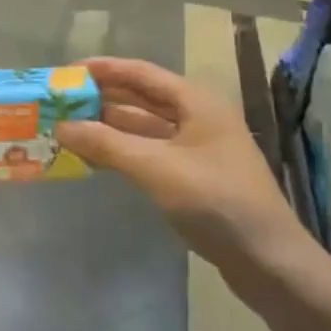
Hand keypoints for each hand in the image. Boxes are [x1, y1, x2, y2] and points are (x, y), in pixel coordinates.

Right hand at [54, 57, 308, 279]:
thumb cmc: (216, 201)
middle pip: (141, 98)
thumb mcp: (156, 168)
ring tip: (68, 128)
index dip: (103, 69)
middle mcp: (197, 117)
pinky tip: (94, 158)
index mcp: (197, 102)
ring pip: (143, 127)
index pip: (141, 73)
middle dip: (101, 98)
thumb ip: (106, 144)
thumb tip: (61, 126)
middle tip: (61, 102)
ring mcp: (197, 148)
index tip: (66, 72)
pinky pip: (149, 152)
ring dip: (108, 127)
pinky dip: (121, 151)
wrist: (269, 260)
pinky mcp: (193, 175)